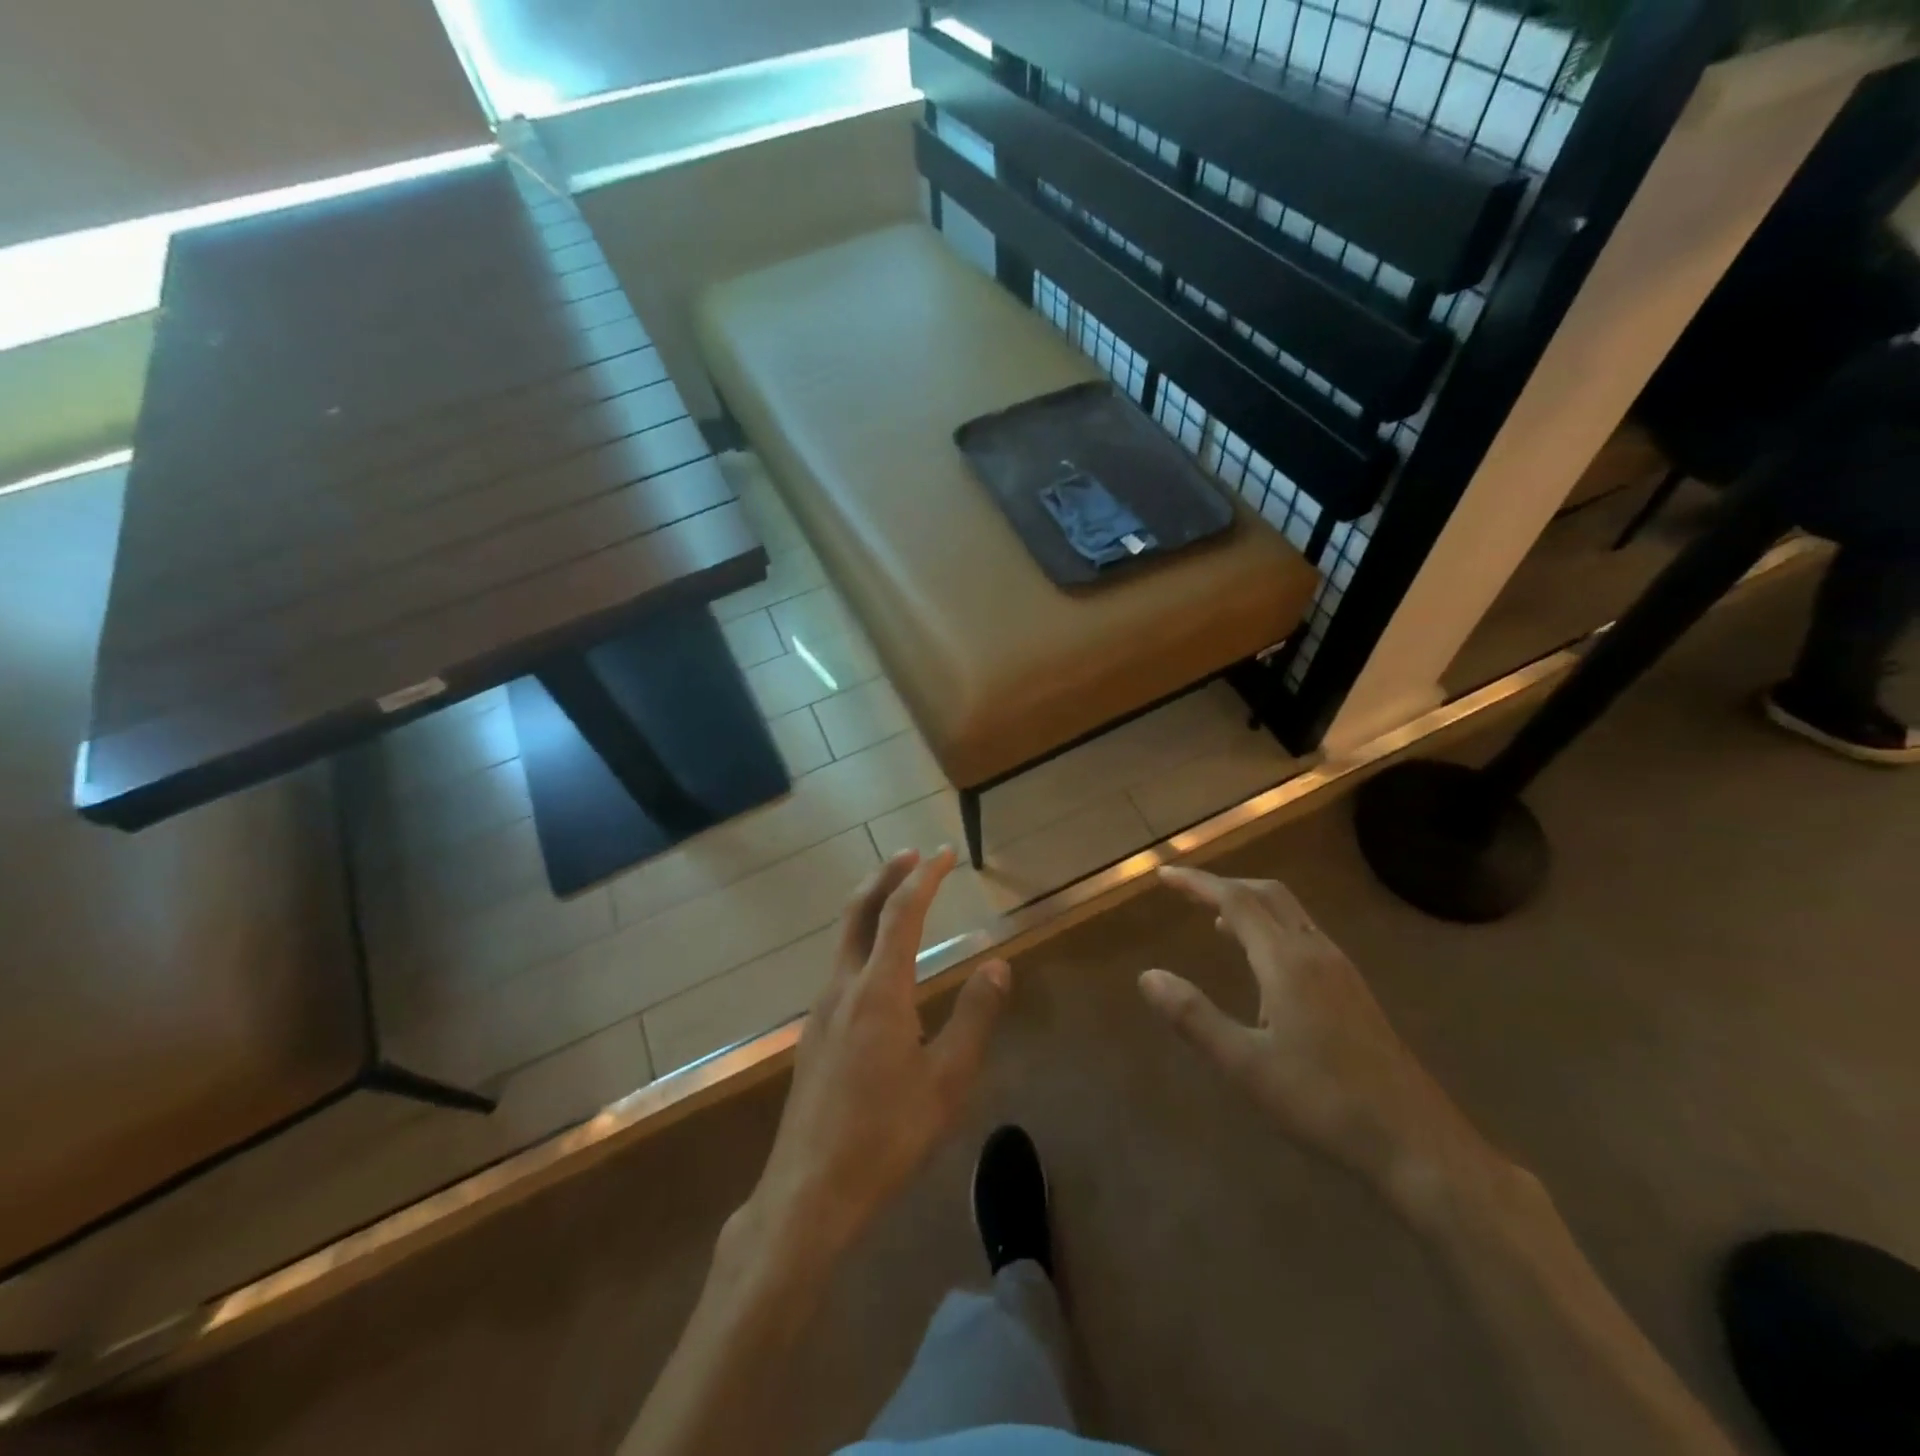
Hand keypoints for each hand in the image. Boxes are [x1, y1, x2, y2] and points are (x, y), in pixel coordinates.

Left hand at [742, 847, 1009, 1260]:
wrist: (809, 1191)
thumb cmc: (886, 1136)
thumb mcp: (947, 1081)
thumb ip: (975, 1017)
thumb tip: (998, 965)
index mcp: (878, 990)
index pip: (901, 913)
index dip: (924, 878)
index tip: (944, 855)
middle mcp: (843, 987)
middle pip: (859, 911)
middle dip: (886, 876)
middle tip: (913, 855)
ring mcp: (822, 1009)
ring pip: (845, 937)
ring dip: (871, 905)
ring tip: (898, 896)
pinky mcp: (815, 1033)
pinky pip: (840, 964)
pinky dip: (862, 938)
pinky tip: (878, 962)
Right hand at [1139, 866, 1495, 1216]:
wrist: (1417, 1143)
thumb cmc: (1324, 1102)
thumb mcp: (1245, 1065)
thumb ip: (1194, 1017)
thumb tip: (1148, 976)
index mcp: (1287, 961)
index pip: (1236, 901)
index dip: (1198, 883)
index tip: (1164, 876)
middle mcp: (1316, 952)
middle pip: (1268, 895)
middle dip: (1225, 885)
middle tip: (1187, 891)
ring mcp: (1341, 971)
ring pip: (1291, 914)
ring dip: (1251, 905)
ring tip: (1216, 921)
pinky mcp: (1354, 992)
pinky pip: (1305, 936)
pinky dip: (1272, 928)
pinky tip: (1263, 966)